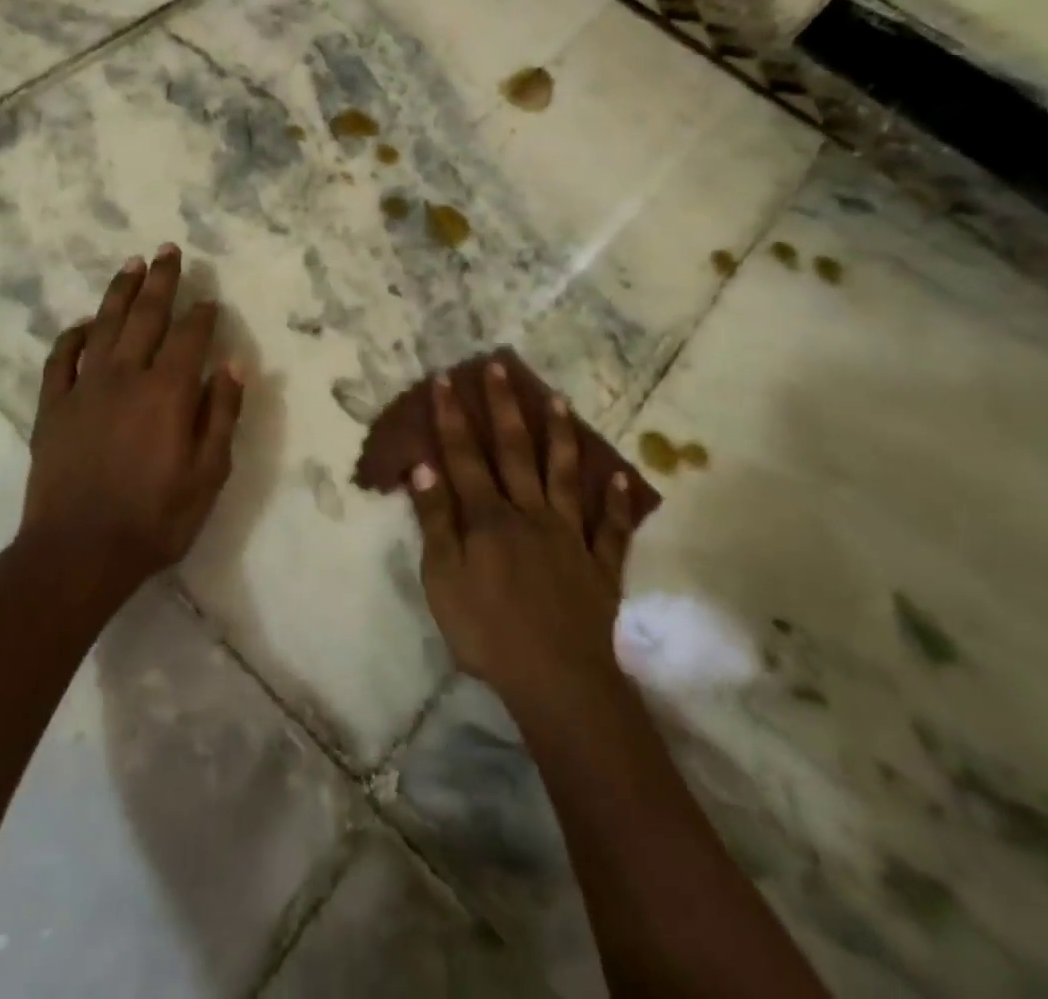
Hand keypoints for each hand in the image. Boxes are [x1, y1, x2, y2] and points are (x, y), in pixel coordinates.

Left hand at [17, 245, 244, 606]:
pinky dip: (72, 336)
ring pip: (103, 326)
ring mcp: (84, 388)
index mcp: (167, 391)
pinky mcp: (53, 407)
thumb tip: (233, 366)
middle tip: (168, 250)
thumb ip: (221, 415)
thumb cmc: (154, 519)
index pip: (190, 337)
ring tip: (131, 265)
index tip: (210, 299)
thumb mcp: (208, 475)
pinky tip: (83, 324)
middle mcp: (126, 376)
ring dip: (119, 293)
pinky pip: (61, 359)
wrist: (78, 553)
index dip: (202, 314)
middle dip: (160, 281)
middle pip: (145, 316)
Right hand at [409, 359, 636, 705]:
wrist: (557, 680)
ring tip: (560, 399)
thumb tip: (424, 468)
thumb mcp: (443, 580)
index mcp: (489, 517)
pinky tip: (623, 476)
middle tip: (500, 366)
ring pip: (565, 474)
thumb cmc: (488, 632)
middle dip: (504, 406)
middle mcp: (530, 513)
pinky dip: (619, 501)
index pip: (464, 456)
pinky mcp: (600, 564)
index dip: (453, 416)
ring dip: (560, 435)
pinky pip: (612, 527)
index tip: (446, 378)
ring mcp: (570, 535)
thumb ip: (435, 521)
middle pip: (515, 450)